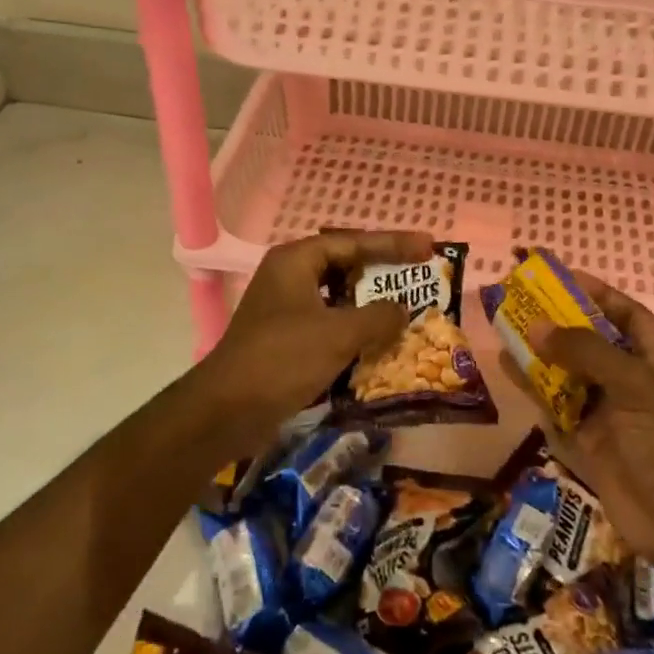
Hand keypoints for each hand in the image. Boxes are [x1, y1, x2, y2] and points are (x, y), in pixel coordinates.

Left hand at [194, 230, 433, 435]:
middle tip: (418, 273)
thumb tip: (402, 310)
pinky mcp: (286, 339)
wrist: (226, 411)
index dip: (393, 243)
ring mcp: (285, 309)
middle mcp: (289, 277)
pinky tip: (378, 342)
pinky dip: (354, 329)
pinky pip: (329, 323)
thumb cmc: (282, 359)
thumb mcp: (339, 333)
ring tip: (405, 306)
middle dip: (382, 271)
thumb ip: (378, 316)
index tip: (428, 246)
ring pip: (338, 297)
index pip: (353, 242)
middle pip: (345, 265)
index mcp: (296, 261)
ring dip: (370, 303)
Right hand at [510, 273, 653, 607]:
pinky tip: (504, 364)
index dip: (590, 291)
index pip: (621, 311)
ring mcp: (605, 407)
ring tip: (502, 323)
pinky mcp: (584, 435)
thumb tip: (536, 326)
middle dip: (554, 319)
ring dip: (537, 349)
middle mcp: (629, 375)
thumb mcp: (634, 385)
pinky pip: (552, 401)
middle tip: (515, 297)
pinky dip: (530, 384)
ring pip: (564, 368)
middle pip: (586, 337)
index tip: (553, 276)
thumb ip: (585, 351)